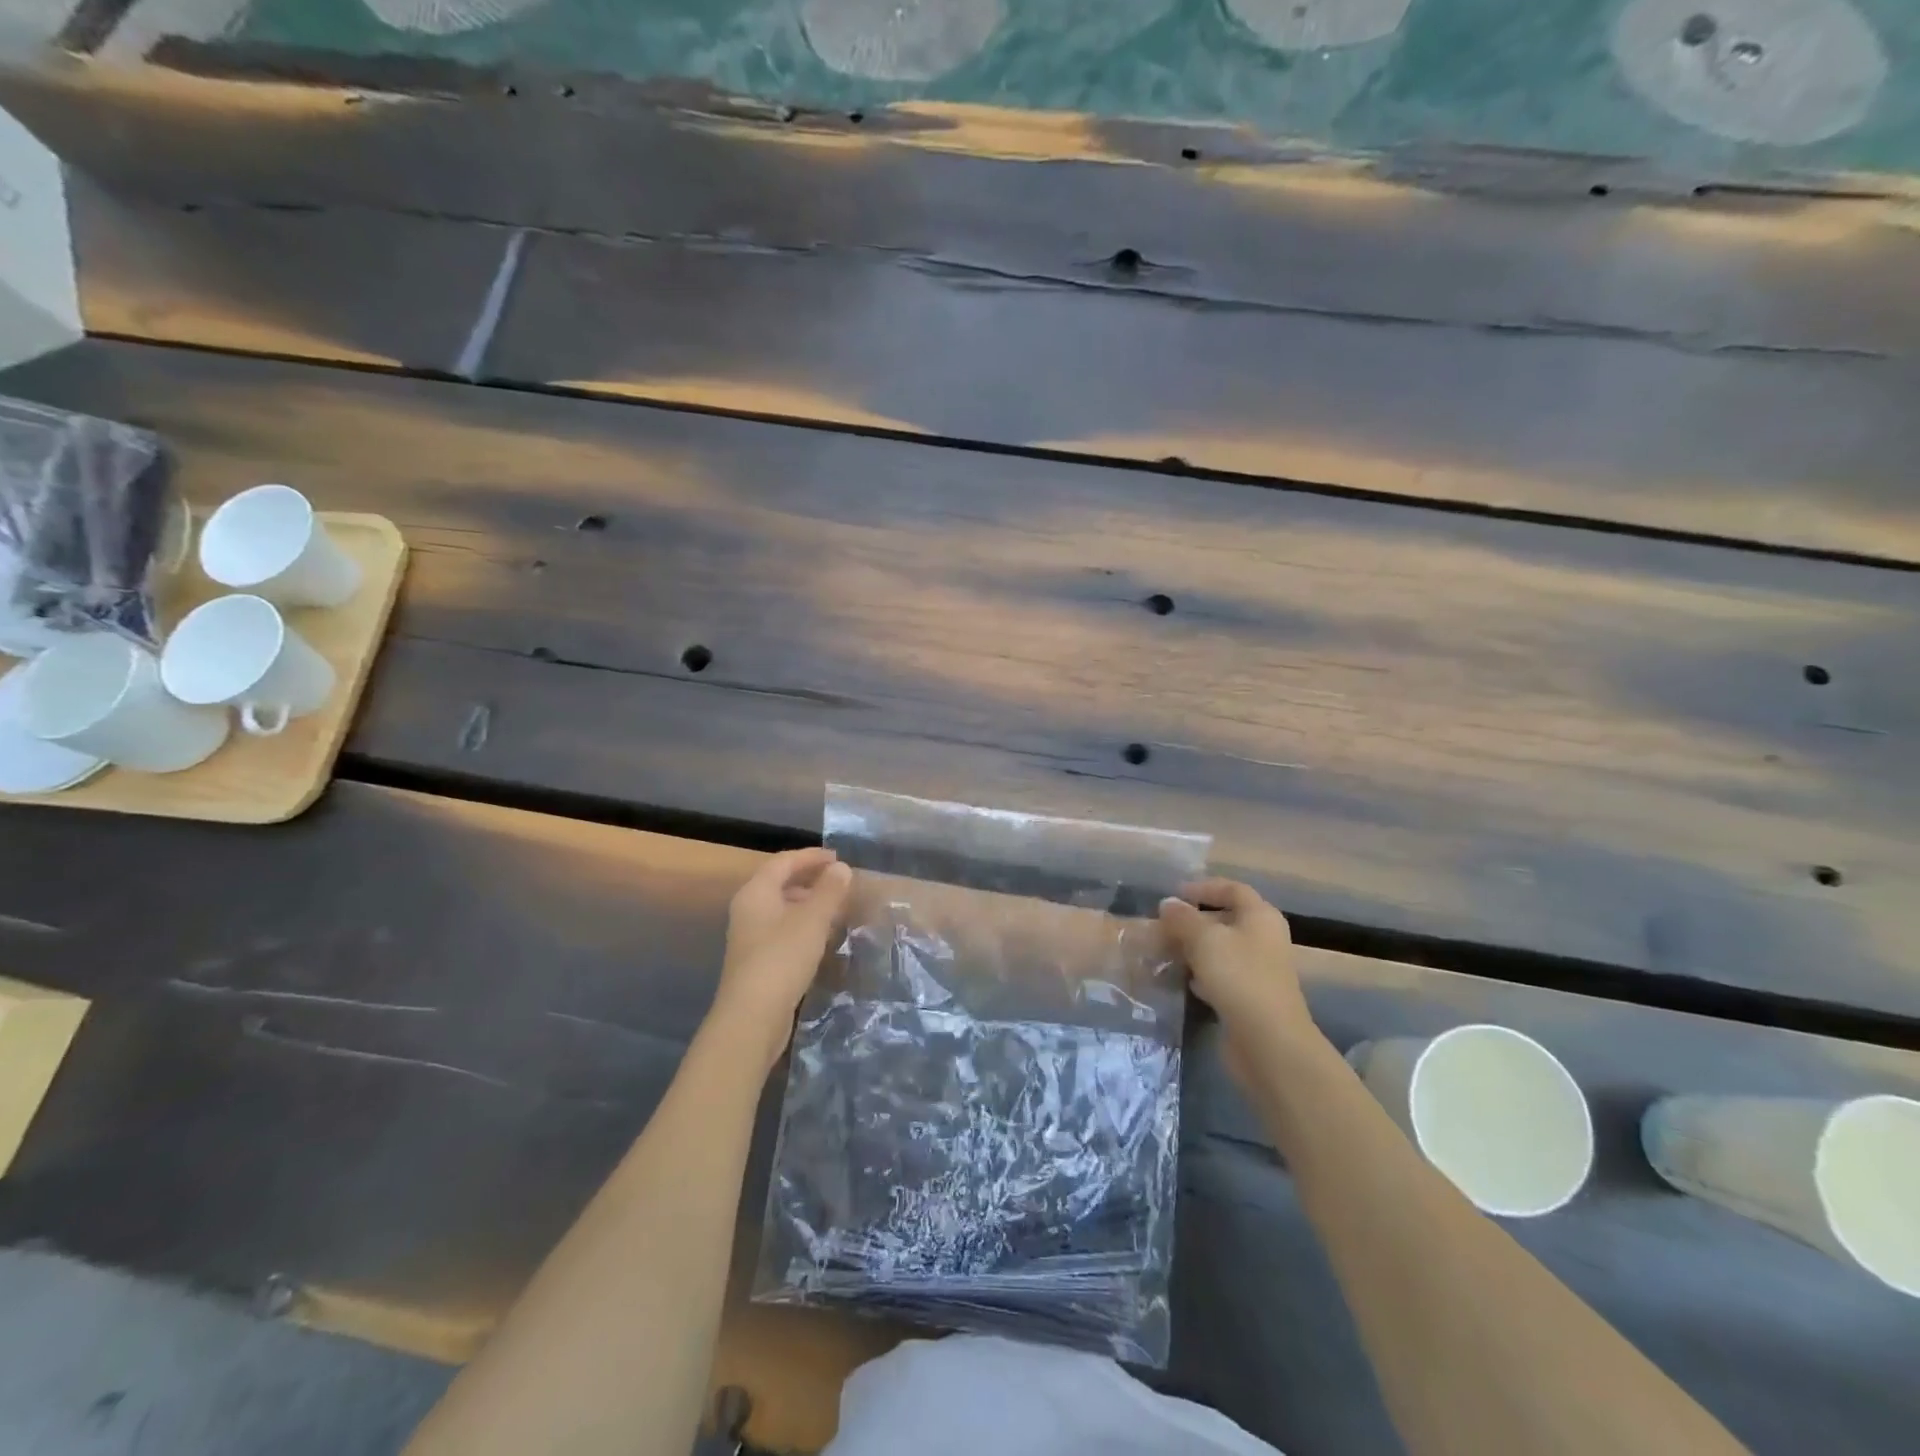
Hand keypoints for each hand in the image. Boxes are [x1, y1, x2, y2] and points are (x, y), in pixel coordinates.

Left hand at [710, 848, 853, 1072]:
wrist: (752, 1017)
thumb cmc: (782, 958)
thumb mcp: (812, 920)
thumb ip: (829, 891)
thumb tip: (841, 868)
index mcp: (756, 892)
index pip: (783, 861)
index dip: (811, 857)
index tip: (838, 858)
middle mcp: (748, 909)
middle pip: (781, 883)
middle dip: (811, 879)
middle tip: (841, 882)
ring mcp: (751, 936)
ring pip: (783, 908)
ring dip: (809, 903)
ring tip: (837, 908)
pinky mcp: (758, 960)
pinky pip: (783, 930)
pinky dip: (804, 925)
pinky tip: (823, 937)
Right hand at [1160, 879, 1325, 1077]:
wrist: (1268, 1042)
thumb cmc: (1239, 977)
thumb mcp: (1204, 939)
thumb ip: (1183, 918)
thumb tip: (1167, 904)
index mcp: (1261, 917)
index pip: (1233, 889)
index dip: (1204, 887)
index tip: (1174, 894)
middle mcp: (1264, 939)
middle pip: (1227, 919)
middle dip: (1194, 921)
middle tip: (1163, 926)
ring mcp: (1259, 971)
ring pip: (1222, 950)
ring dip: (1194, 948)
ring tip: (1165, 950)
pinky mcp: (1250, 998)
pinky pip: (1222, 976)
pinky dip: (1201, 974)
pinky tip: (1182, 980)